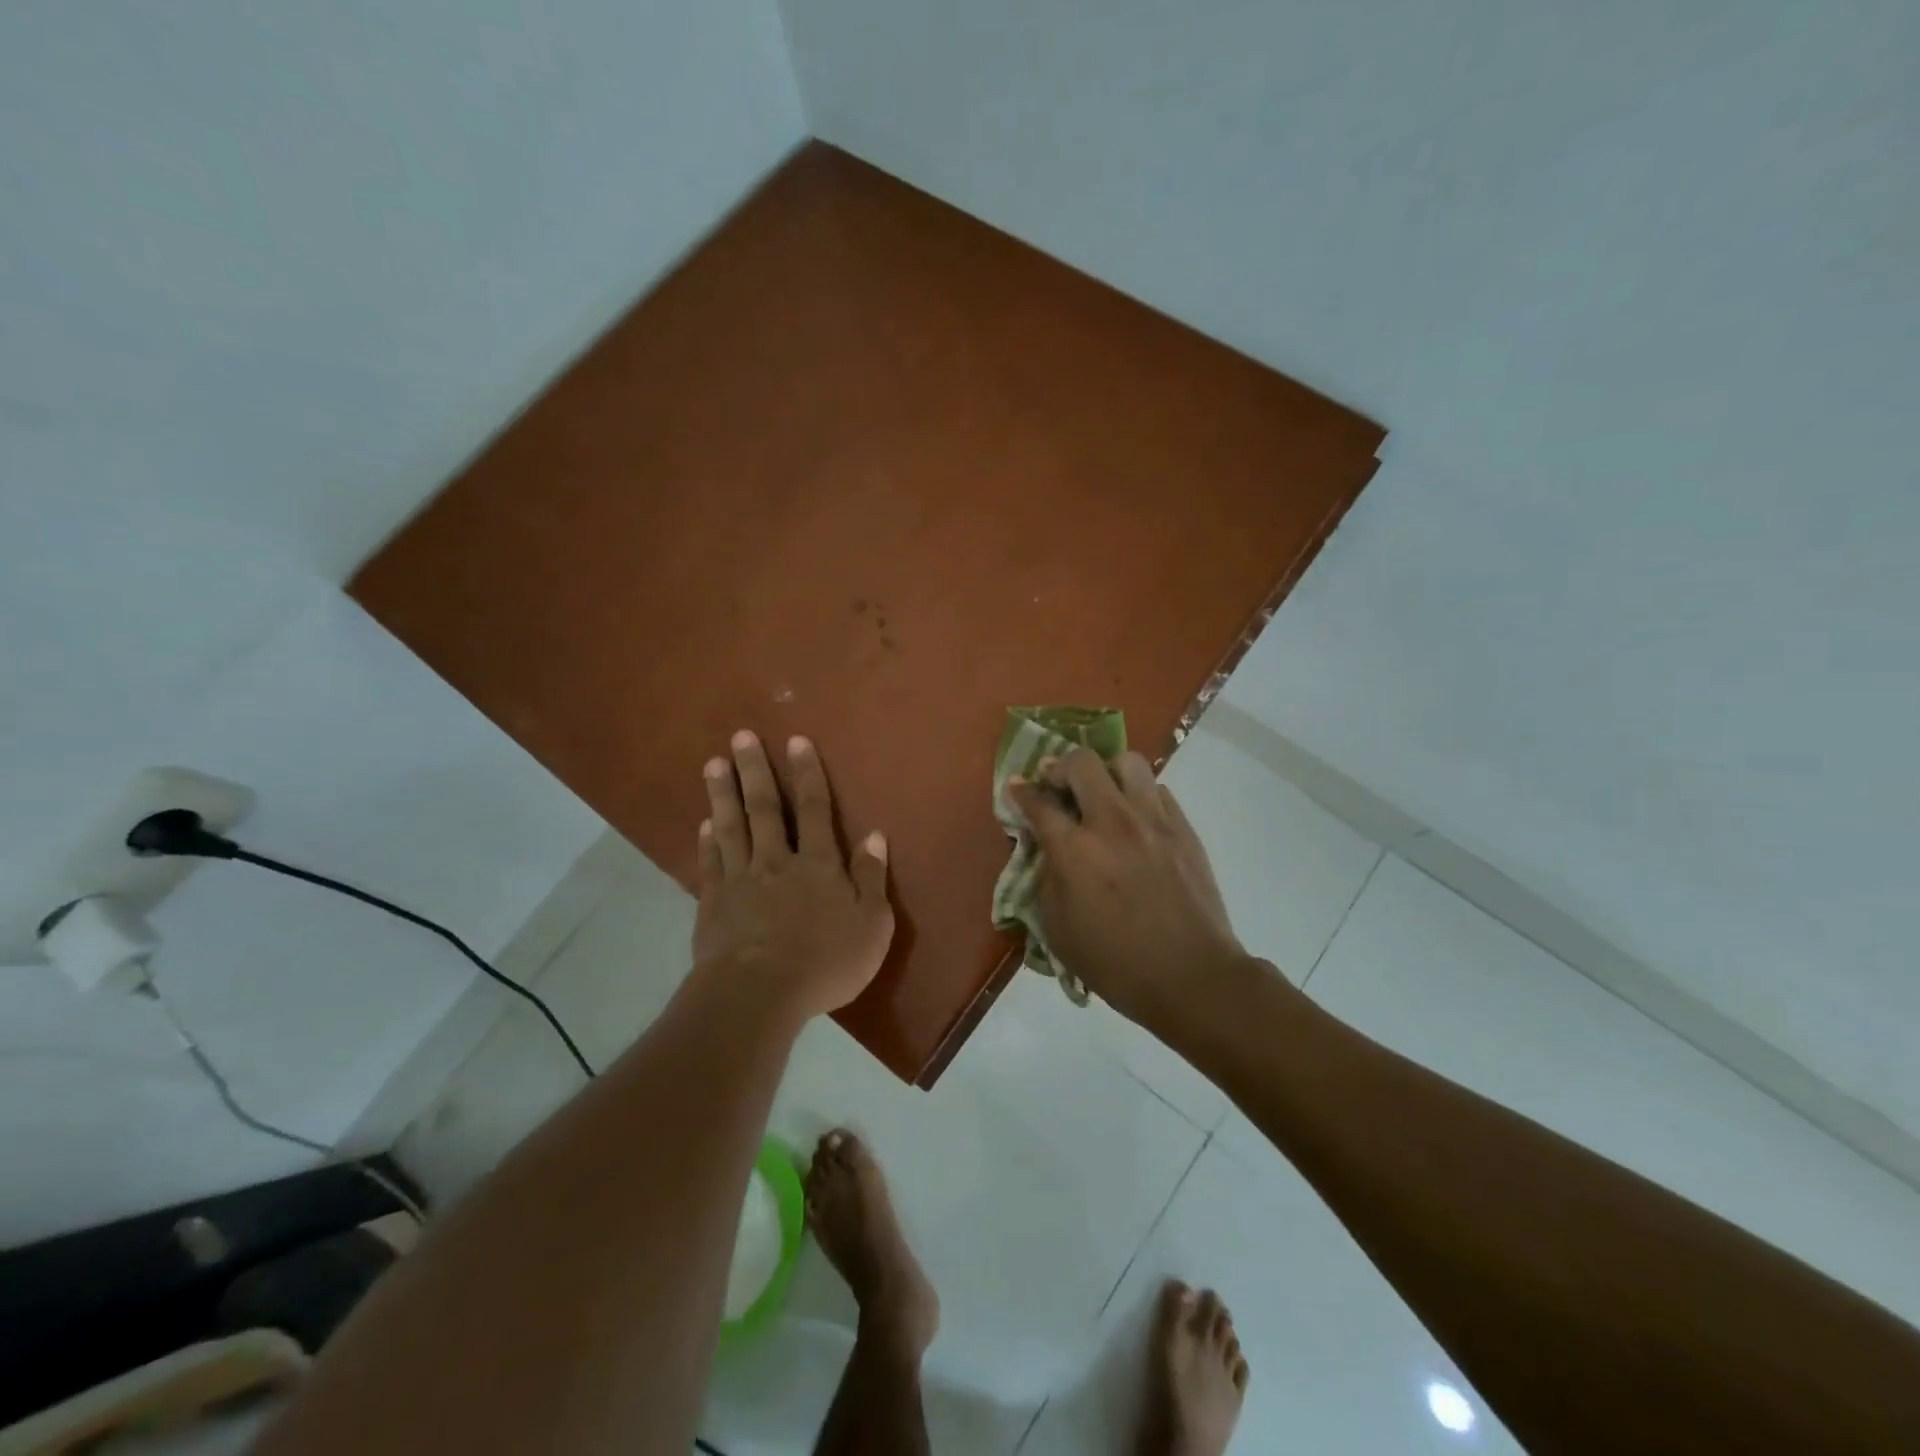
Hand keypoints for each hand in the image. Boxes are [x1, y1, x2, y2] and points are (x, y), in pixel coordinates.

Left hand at [693, 730, 893, 1019]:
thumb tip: (875, 835)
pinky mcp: (713, 903)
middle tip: (740, 736)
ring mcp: (740, 880)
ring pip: (731, 827)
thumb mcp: (871, 925)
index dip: (807, 774)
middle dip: (754, 770)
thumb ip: (872, 878)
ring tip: (714, 764)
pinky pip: (711, 862)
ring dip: (722, 793)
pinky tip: (703, 823)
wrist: (759, 995)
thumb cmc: (825, 962)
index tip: (796, 741)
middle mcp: (777, 861)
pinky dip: (707, 840)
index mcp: (818, 865)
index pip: (814, 809)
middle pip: (764, 808)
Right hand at [1008, 748, 1247, 1029]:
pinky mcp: (1183, 828)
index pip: (1038, 803)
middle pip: (1081, 763)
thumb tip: (1050, 850)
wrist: (1191, 975)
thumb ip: (1047, 880)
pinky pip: (1157, 789)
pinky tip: (1136, 818)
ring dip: (1105, 772)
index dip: (1021, 791)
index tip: (1016, 787)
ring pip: (1127, 762)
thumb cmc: (1116, 963)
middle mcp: (1112, 822)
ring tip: (1101, 793)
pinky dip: (1139, 794)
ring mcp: (1153, 820)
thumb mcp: (1058, 930)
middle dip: (1060, 766)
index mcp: (1075, 850)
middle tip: (1056, 784)